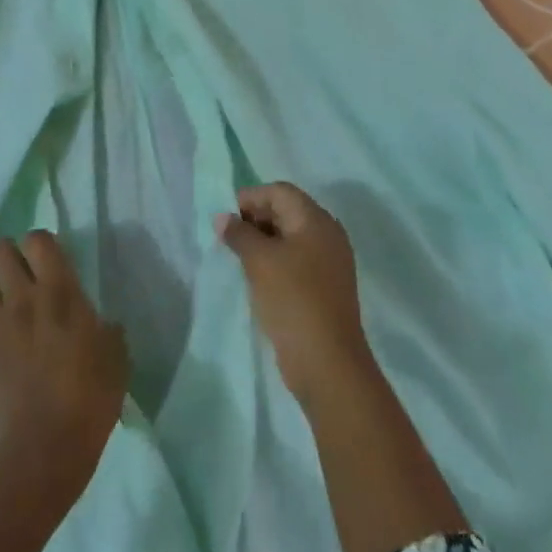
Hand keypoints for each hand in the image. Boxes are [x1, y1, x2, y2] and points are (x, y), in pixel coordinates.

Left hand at [0, 231, 127, 490]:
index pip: (37, 240)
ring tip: (6, 311)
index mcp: (59, 292)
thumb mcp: (116, 357)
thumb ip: (105, 330)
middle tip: (23, 277)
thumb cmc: (91, 398)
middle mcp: (21, 299)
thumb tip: (101, 324)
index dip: (40, 244)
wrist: (45, 446)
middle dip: (9, 257)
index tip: (49, 260)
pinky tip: (2, 353)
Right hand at [216, 183, 373, 407]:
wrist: (327, 360)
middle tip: (228, 237)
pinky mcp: (325, 287)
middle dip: (255, 218)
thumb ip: (239, 233)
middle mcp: (327, 235)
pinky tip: (256, 276)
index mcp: (316, 221)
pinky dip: (275, 261)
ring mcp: (329, 263)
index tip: (225, 218)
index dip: (250, 198)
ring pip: (290, 237)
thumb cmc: (292, 299)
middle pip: (287, 211)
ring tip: (237, 257)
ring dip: (263, 241)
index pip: (280, 192)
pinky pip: (296, 260)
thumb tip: (222, 217)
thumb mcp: (259, 261)